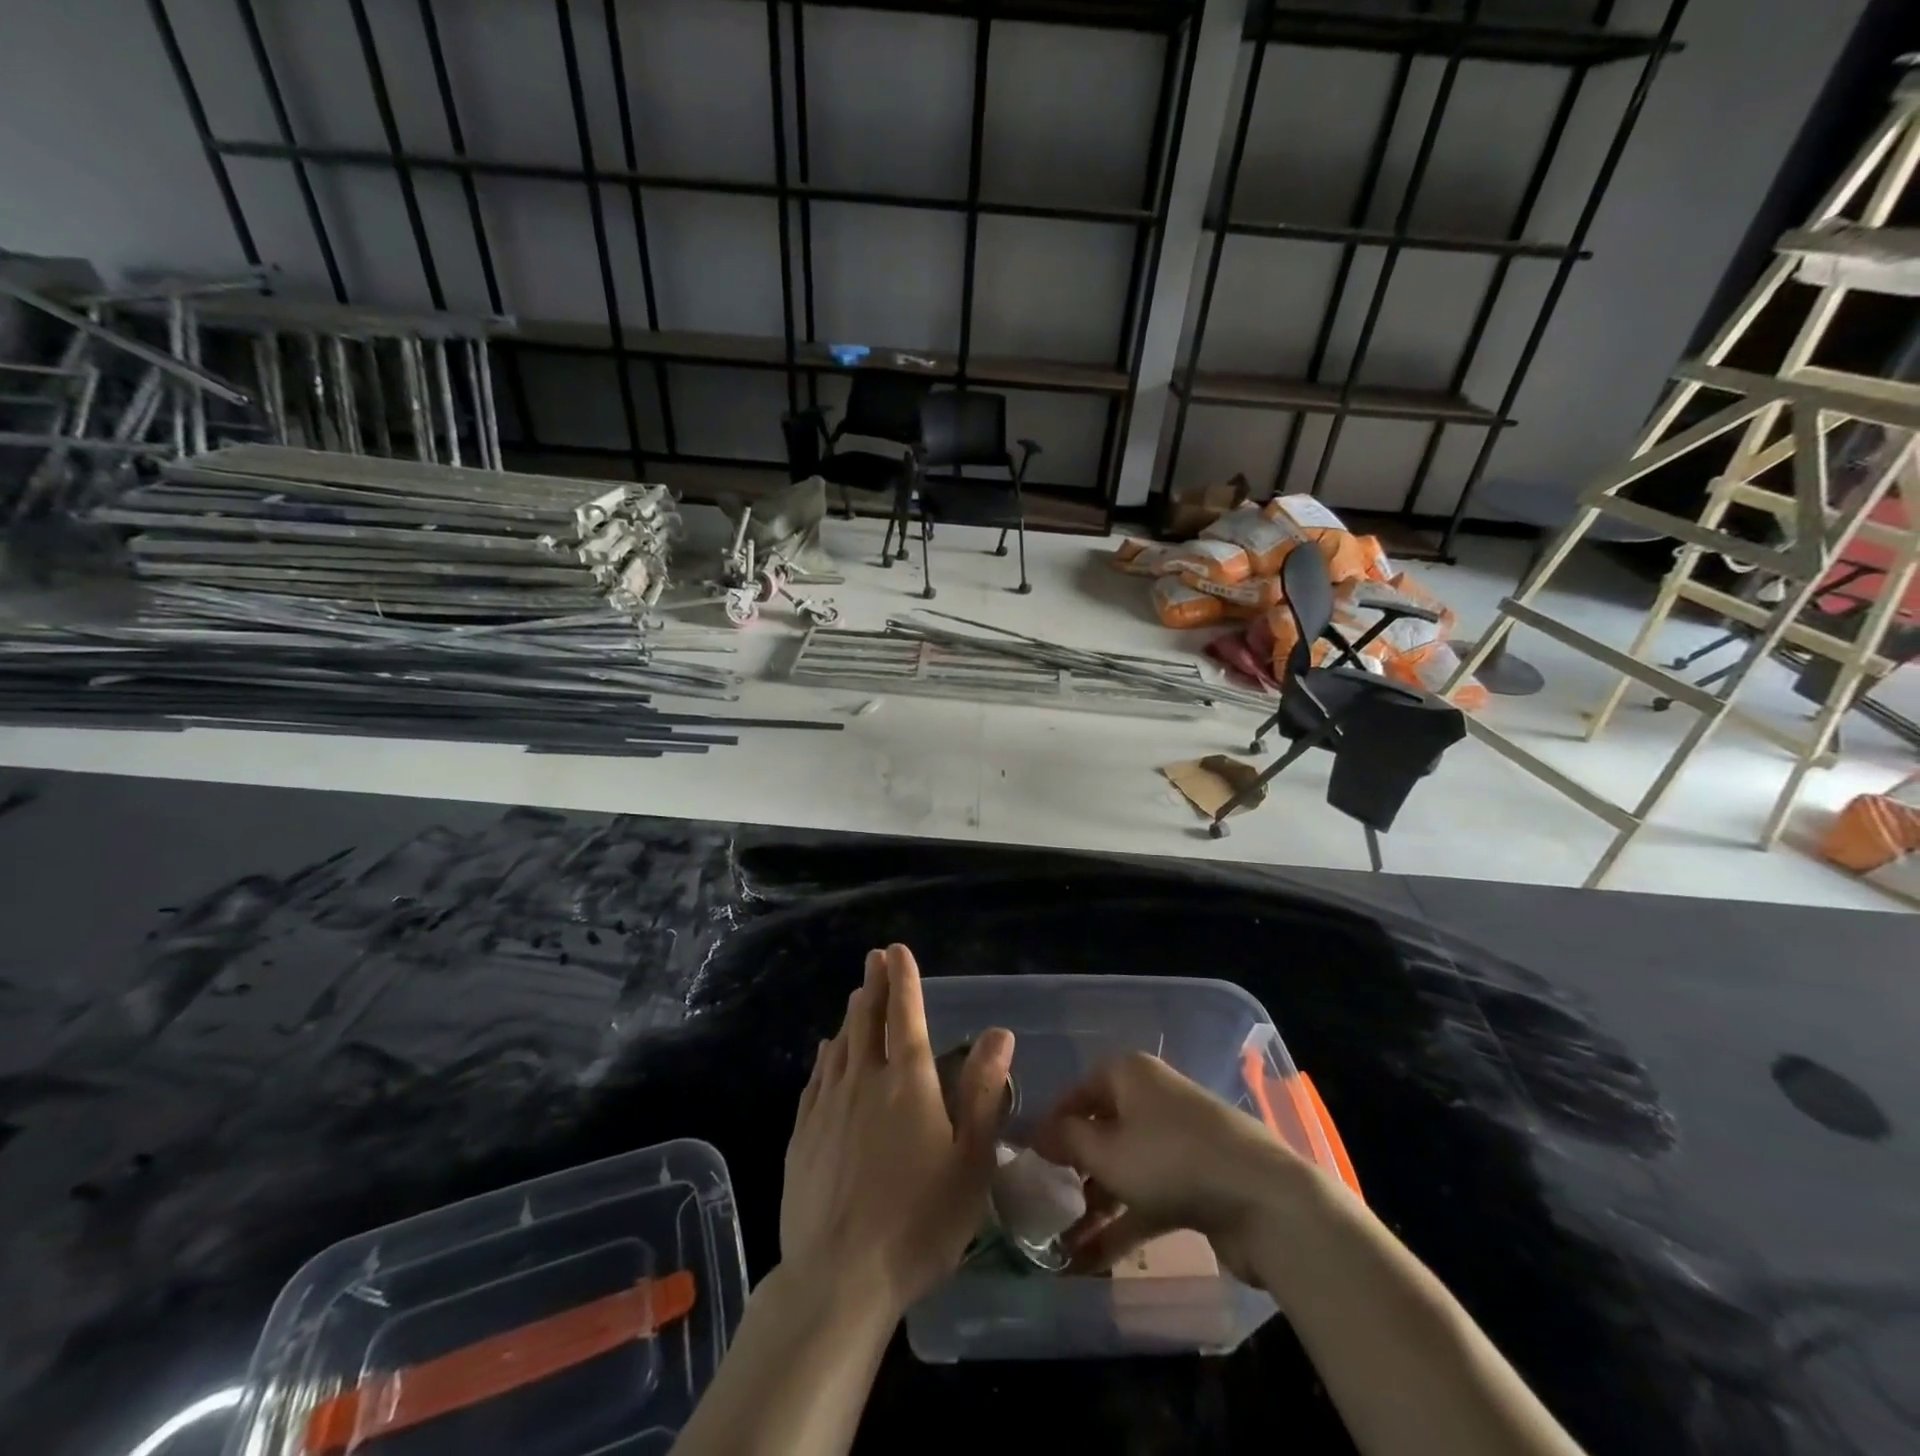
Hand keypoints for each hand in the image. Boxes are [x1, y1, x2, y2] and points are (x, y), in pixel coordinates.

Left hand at [780, 944, 1014, 1318]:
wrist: (837, 1279)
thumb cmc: (918, 1222)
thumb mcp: (969, 1162)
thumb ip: (983, 1092)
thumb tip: (999, 1033)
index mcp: (908, 1083)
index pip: (907, 1016)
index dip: (904, 980)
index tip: (897, 950)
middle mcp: (865, 1080)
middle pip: (868, 1020)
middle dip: (873, 984)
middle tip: (875, 958)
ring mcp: (828, 1106)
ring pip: (841, 1044)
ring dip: (851, 1014)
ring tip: (856, 994)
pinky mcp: (803, 1134)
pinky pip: (817, 1078)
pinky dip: (826, 1055)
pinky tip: (827, 1051)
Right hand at [1031, 1052, 1304, 1284]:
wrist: (1263, 1199)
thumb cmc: (1171, 1159)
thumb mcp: (1107, 1150)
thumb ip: (1067, 1141)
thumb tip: (1037, 1132)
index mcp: (1130, 1074)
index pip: (1079, 1092)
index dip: (1052, 1124)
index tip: (1029, 1160)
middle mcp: (1152, 1098)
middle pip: (1102, 1129)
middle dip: (1073, 1168)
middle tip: (1045, 1202)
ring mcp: (1177, 1140)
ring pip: (1124, 1167)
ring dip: (1095, 1202)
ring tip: (1062, 1240)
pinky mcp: (1196, 1180)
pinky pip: (1148, 1195)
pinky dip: (1123, 1222)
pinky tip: (1092, 1260)